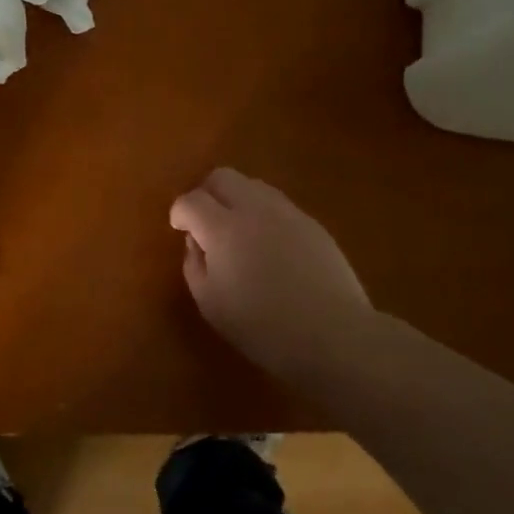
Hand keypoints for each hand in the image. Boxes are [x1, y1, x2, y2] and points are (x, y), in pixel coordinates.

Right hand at [170, 168, 378, 380]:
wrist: (334, 335)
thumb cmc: (263, 327)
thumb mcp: (211, 304)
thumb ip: (194, 265)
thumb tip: (196, 242)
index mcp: (223, 228)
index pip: (191, 200)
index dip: (179, 212)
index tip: (179, 229)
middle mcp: (255, 209)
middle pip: (222, 177)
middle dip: (206, 193)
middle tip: (204, 222)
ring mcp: (288, 213)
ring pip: (253, 185)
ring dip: (237, 200)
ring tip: (238, 233)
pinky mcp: (313, 224)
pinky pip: (278, 205)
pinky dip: (263, 215)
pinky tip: (269, 246)